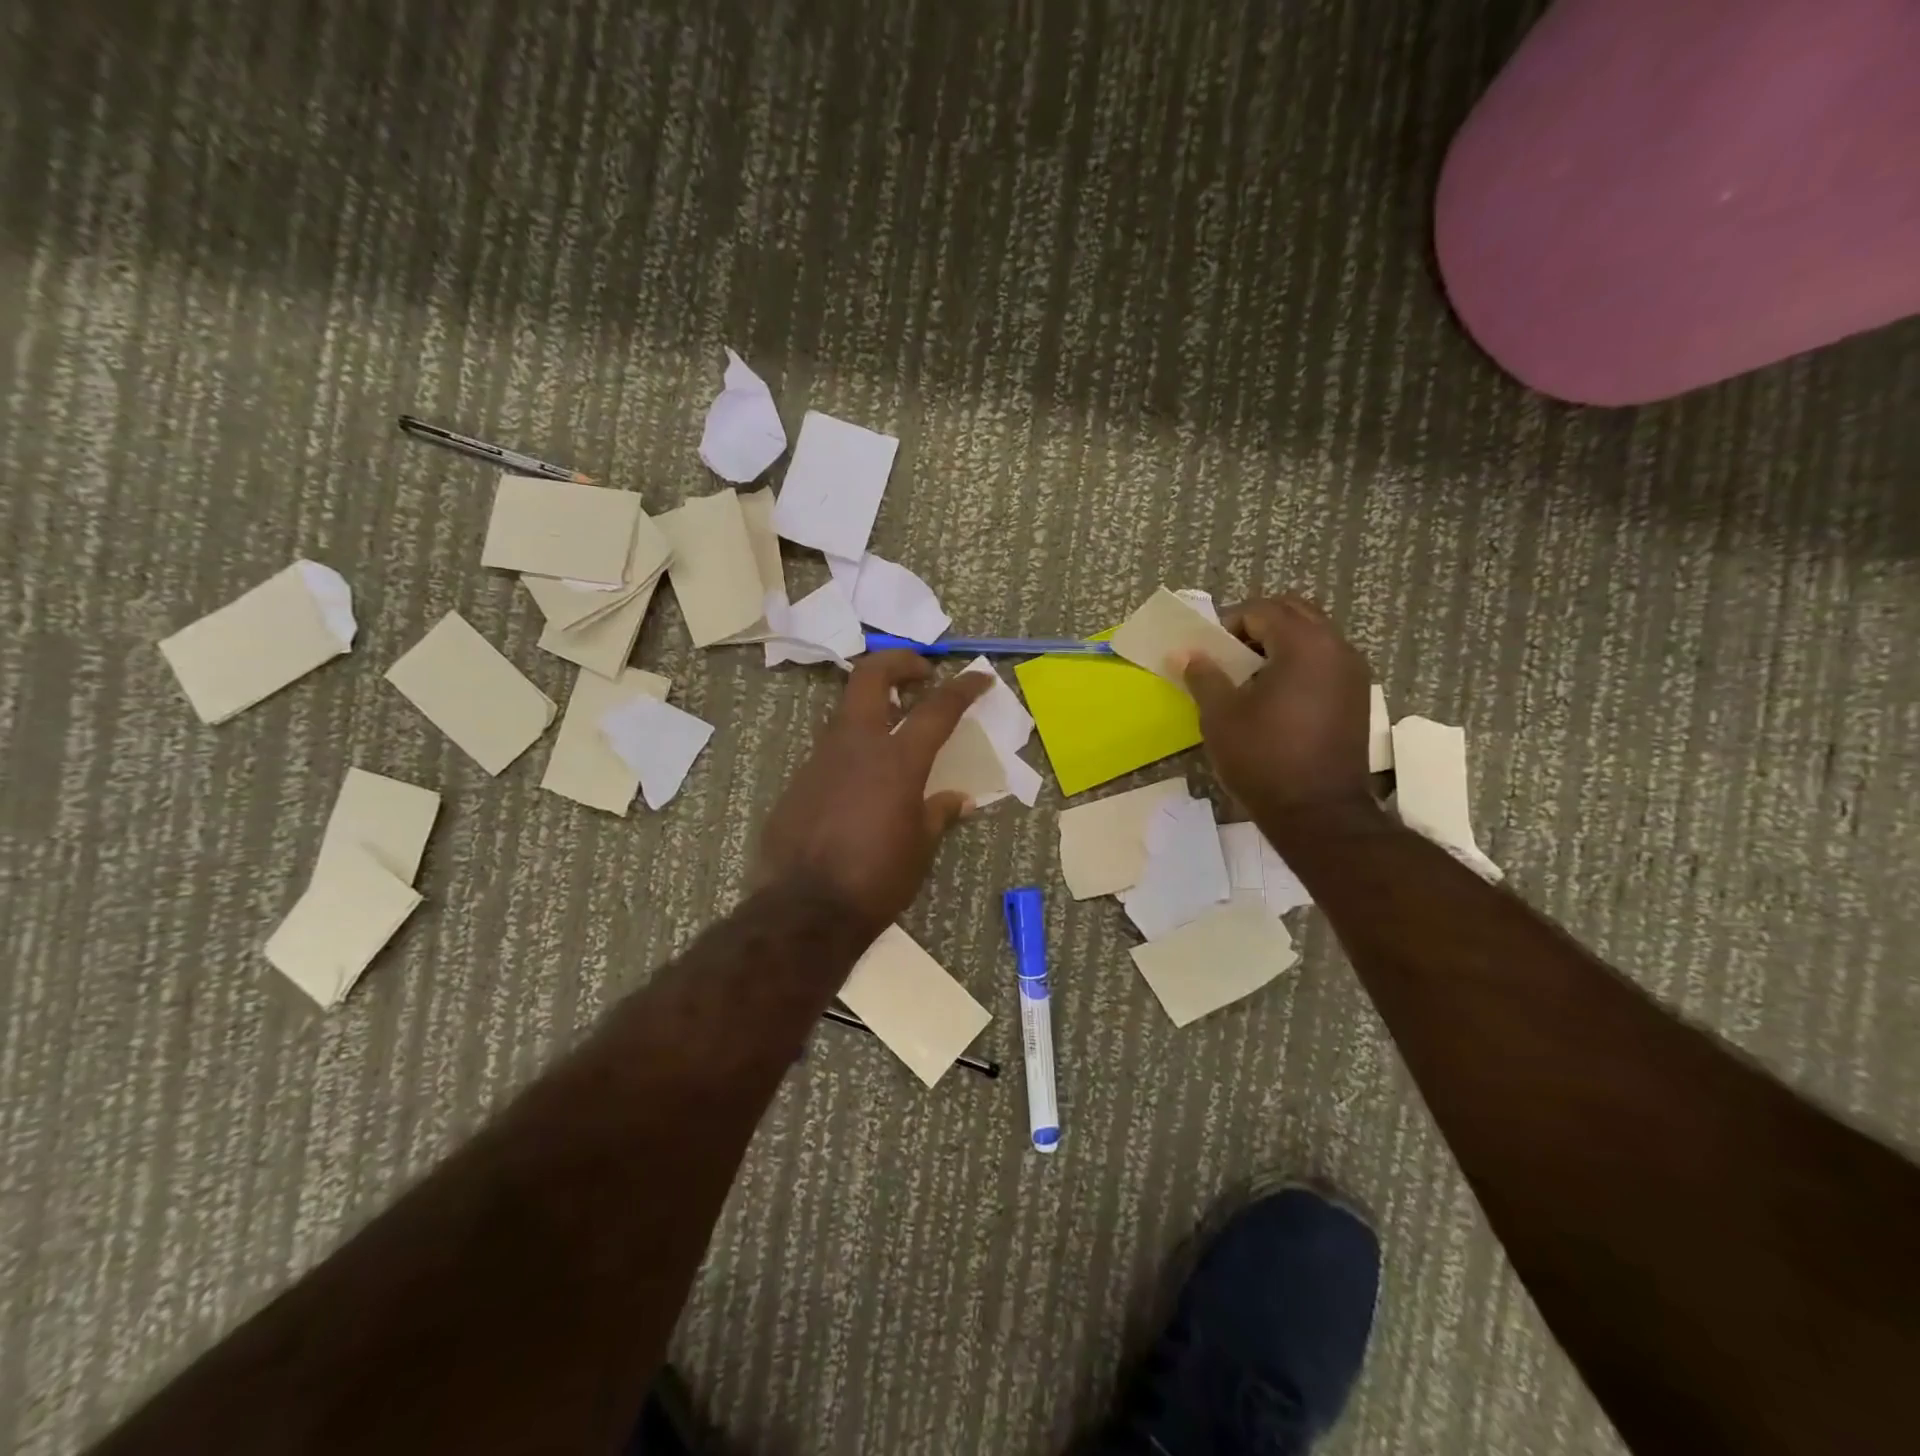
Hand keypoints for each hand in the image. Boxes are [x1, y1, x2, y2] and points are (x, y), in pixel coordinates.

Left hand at [756, 651, 992, 933]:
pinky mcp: (798, 780)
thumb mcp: (920, 848)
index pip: (937, 708)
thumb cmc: (876, 879)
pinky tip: (861, 780)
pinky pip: (829, 750)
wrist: (804, 909)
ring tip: (893, 725)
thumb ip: (939, 814)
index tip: (981, 677)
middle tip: (920, 673)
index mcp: (897, 760)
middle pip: (871, 677)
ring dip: (872, 706)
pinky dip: (851, 748)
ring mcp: (820, 759)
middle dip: (898, 662)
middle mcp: (856, 745)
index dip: (963, 688)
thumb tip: (960, 800)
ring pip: (845, 710)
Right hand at [1182, 595, 1374, 815]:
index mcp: (1304, 644)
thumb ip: (1203, 675)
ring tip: (1250, 678)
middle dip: (1258, 625)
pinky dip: (1299, 663)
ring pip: (1313, 634)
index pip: (1261, 610)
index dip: (1229, 625)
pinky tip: (1276, 697)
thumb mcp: (1220, 715)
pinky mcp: (1357, 697)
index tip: (1209, 654)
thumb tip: (1187, 654)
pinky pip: (1325, 660)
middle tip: (1229, 657)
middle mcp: (1336, 648)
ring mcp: (1353, 672)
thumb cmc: (1263, 759)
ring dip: (1280, 643)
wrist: (1318, 813)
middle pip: (1294, 612)